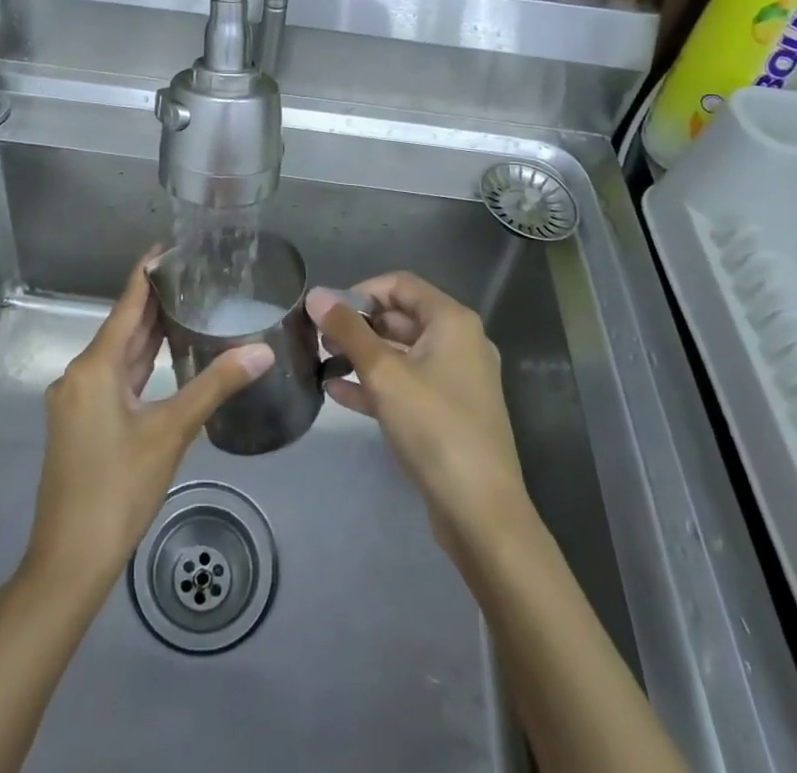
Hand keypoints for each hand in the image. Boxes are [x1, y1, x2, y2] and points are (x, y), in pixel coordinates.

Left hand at [24, 249, 274, 587]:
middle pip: (121, 328)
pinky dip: (138, 364)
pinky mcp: (80, 423)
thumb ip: (215, 386)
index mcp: (94, 368)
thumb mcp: (171, 432)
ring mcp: (76, 401)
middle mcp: (78, 375)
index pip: (125, 306)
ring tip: (184, 306)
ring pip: (117, 356)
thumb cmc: (118, 489)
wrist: (69, 561)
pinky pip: (112, 379)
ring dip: (146, 334)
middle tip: (191, 275)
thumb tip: (261, 350)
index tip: (167, 247)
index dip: (146, 275)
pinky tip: (163, 358)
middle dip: (152, 302)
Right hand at [308, 273, 529, 558]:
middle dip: (359, 325)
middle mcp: (460, 343)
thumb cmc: (434, 427)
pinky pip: (408, 385)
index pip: (401, 285)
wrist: (481, 511)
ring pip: (402, 354)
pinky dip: (376, 384)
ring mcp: (457, 380)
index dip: (361, 290)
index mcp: (452, 321)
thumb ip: (348, 330)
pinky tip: (337, 393)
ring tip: (322, 361)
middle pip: (401, 317)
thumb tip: (315, 294)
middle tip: (319, 337)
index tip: (328, 310)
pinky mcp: (449, 413)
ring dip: (363, 355)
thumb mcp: (383, 373)